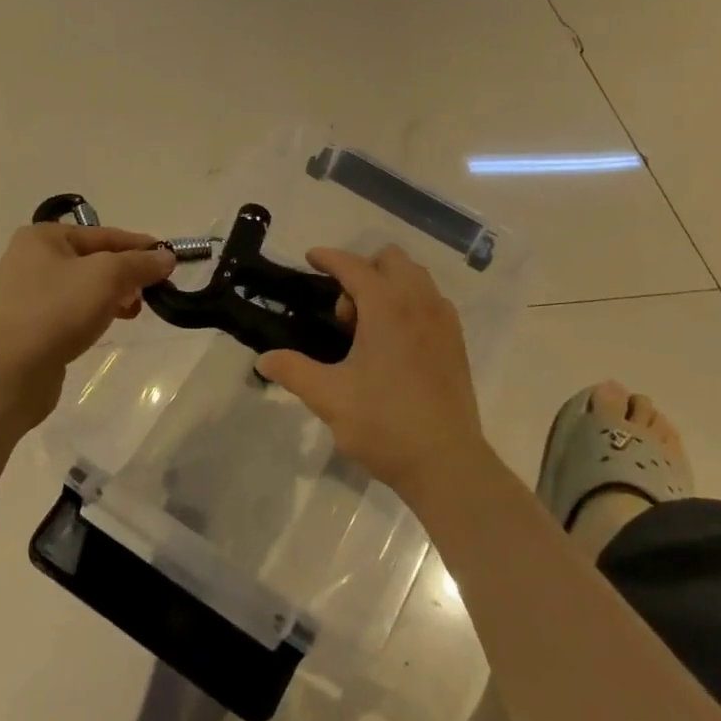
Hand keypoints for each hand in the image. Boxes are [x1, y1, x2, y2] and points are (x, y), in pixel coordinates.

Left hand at [0, 223, 176, 426]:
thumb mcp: (109, 276)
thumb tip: (166, 257)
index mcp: (44, 237)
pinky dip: (95, 314)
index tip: (169, 259)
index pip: (105, 234)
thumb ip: (141, 263)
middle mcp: (31, 260)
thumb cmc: (58, 309)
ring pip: (85, 287)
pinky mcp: (31, 327)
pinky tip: (110, 325)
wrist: (9, 372)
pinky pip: (72, 311)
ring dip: (113, 295)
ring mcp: (28, 295)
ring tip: (135, 310)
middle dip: (127, 273)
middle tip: (153, 290)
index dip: (139, 246)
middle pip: (95, 260)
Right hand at [256, 245, 488, 502]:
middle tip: (345, 316)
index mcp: (387, 307)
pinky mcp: (456, 341)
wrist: (445, 462)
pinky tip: (396, 342)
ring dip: (388, 285)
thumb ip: (294, 371)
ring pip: (415, 277)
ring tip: (369, 329)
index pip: (354, 266)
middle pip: (390, 260)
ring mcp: (443, 320)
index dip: (329, 258)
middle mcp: (419, 302)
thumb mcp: (330, 398)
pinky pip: (431, 300)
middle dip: (362, 272)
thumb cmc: (384, 425)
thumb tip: (264, 359)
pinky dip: (410, 302)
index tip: (310, 258)